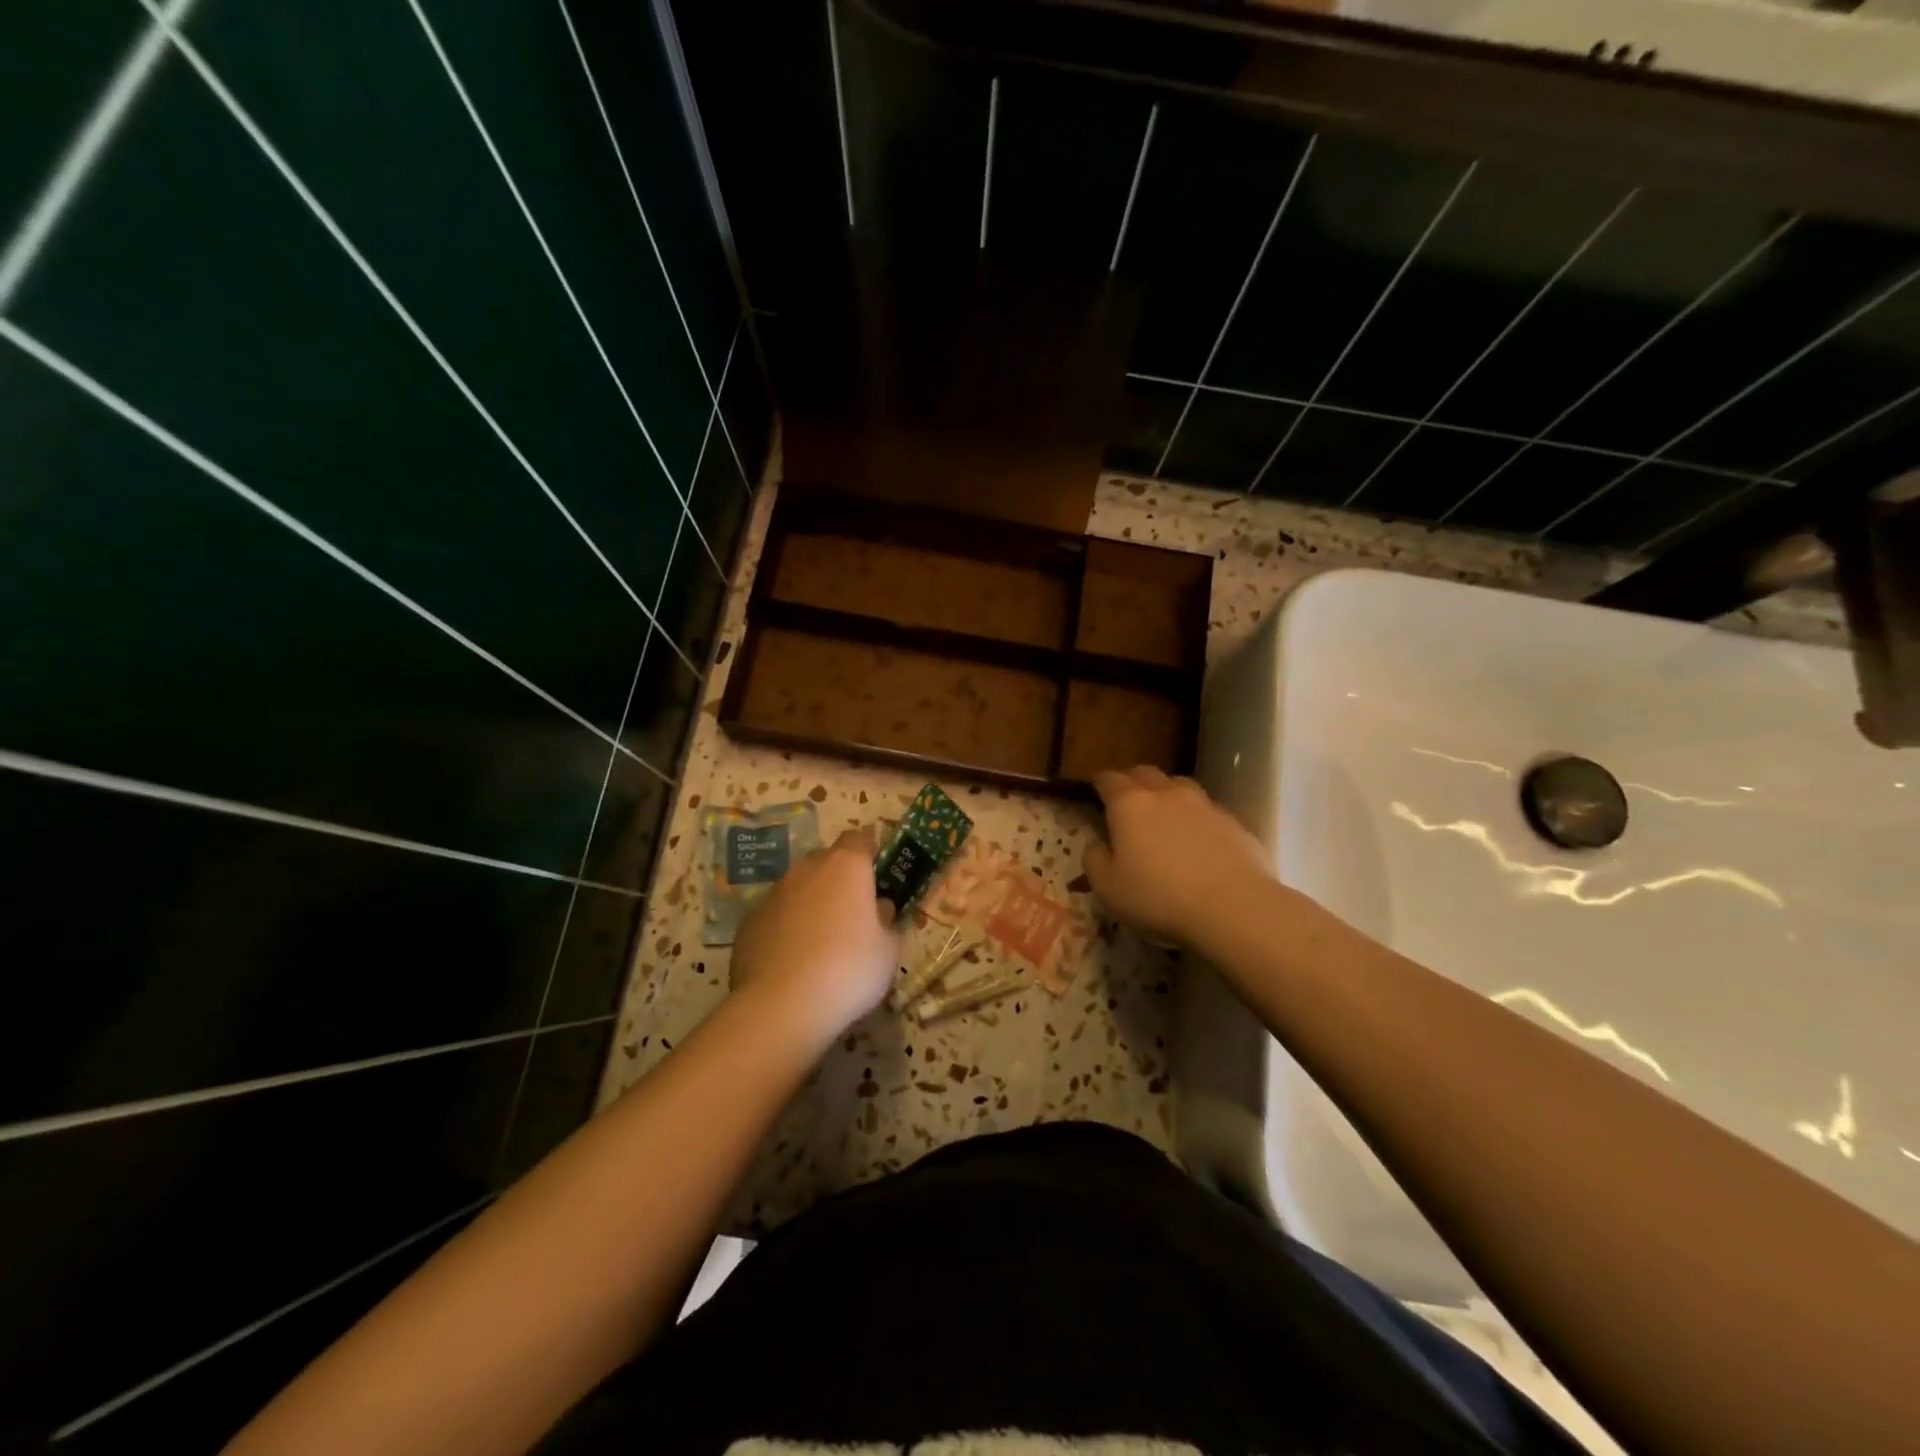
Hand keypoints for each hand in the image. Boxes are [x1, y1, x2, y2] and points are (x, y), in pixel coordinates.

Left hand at [730, 829, 900, 1047]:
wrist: (781, 1007)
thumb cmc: (849, 969)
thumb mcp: (889, 950)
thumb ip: (887, 922)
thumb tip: (879, 909)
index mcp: (847, 866)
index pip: (860, 839)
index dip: (870, 852)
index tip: (878, 872)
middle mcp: (807, 869)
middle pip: (828, 861)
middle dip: (841, 879)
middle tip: (854, 912)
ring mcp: (773, 894)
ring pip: (799, 888)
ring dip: (812, 904)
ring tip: (822, 942)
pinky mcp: (748, 923)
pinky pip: (777, 916)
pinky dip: (787, 928)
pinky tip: (793, 961)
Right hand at [1084, 766, 1272, 948]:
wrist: (1234, 907)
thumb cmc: (1159, 897)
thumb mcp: (1108, 888)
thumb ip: (1094, 860)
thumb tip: (1097, 844)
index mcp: (1129, 804)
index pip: (1109, 779)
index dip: (1099, 782)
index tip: (1095, 791)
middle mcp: (1166, 794)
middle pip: (1145, 773)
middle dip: (1132, 781)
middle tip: (1126, 799)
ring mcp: (1204, 804)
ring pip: (1179, 784)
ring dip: (1166, 792)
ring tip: (1164, 813)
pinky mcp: (1233, 822)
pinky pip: (1207, 809)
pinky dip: (1195, 816)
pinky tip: (1197, 839)